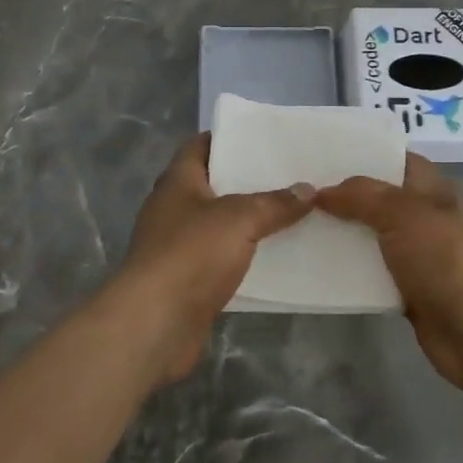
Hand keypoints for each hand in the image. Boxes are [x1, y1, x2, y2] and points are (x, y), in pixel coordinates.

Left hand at [114, 133, 312, 384]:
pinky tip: (274, 257)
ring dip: (247, 221)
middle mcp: (173, 208)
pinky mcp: (185, 280)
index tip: (263, 139)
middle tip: (288, 175)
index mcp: (178, 181)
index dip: (229, 139)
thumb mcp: (239, 219)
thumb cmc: (191, 254)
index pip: (200, 145)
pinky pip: (220, 259)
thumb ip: (274, 203)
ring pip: (218, 224)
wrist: (155, 323)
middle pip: (213, 184)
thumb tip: (307, 189)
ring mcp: (176, 245)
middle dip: (247, 181)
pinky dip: (242, 256)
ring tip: (290, 213)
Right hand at [316, 155, 462, 414]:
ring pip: (369, 235)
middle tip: (298, 187)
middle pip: (377, 198)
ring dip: (340, 232)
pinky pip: (369, 271)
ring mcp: (415, 254)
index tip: (322, 152)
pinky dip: (346, 269)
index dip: (363, 153)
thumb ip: (361, 196)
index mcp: (431, 189)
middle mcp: (423, 216)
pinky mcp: (405, 288)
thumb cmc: (445, 259)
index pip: (394, 159)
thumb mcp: (403, 213)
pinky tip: (313, 262)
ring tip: (295, 221)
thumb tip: (322, 191)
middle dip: (342, 194)